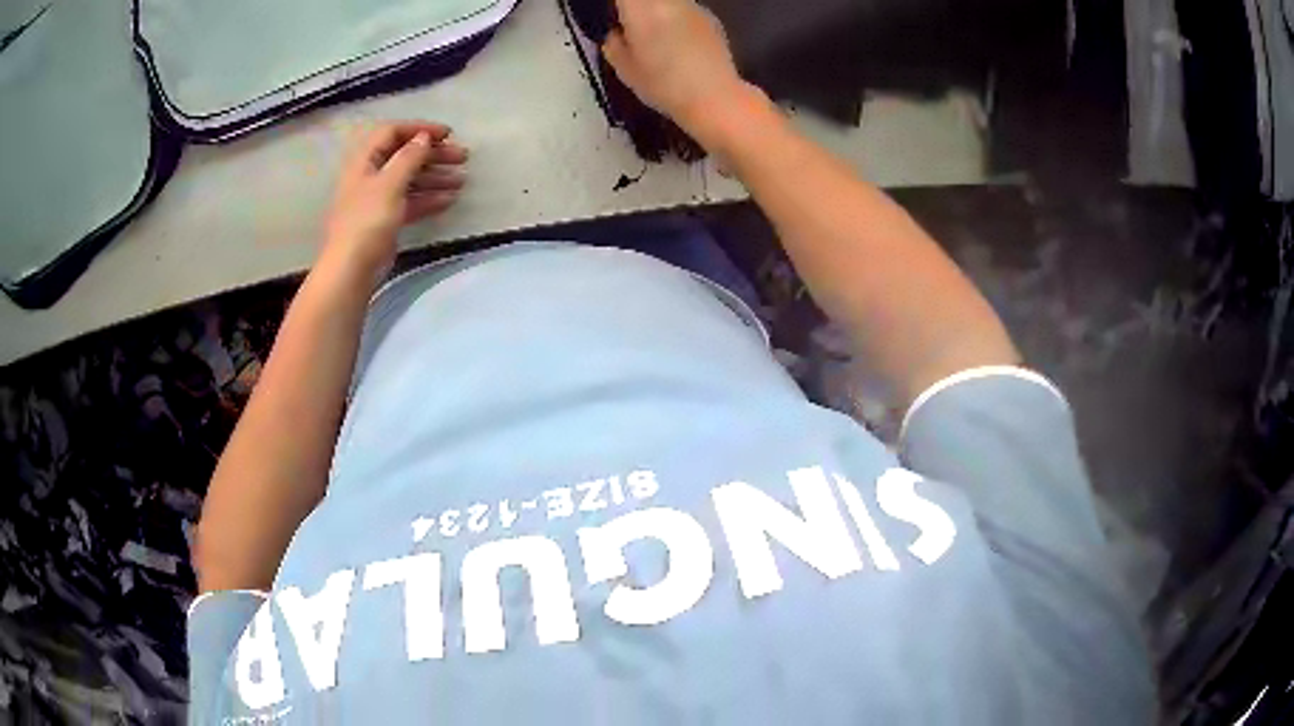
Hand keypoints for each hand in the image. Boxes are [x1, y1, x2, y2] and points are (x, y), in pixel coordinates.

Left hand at [322, 121, 467, 277]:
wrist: (352, 269)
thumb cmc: (367, 221)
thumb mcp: (390, 183)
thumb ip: (409, 157)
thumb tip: (424, 137)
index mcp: (365, 161)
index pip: (392, 132)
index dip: (419, 129)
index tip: (447, 134)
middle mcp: (370, 175)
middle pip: (405, 155)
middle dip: (433, 154)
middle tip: (462, 157)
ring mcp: (378, 198)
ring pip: (410, 179)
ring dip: (435, 176)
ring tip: (462, 180)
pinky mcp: (386, 219)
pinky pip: (410, 201)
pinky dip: (429, 199)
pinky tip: (449, 200)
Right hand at [601, 0, 748, 134]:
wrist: (715, 97)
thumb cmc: (664, 85)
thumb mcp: (624, 69)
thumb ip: (613, 42)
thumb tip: (615, 32)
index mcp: (642, 9)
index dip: (616, 7)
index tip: (613, 19)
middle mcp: (668, 1)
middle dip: (635, 9)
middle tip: (630, 27)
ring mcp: (693, 7)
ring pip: (666, 2)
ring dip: (656, 11)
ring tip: (655, 35)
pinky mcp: (711, 17)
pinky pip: (685, 10)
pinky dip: (676, 18)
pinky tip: (679, 42)